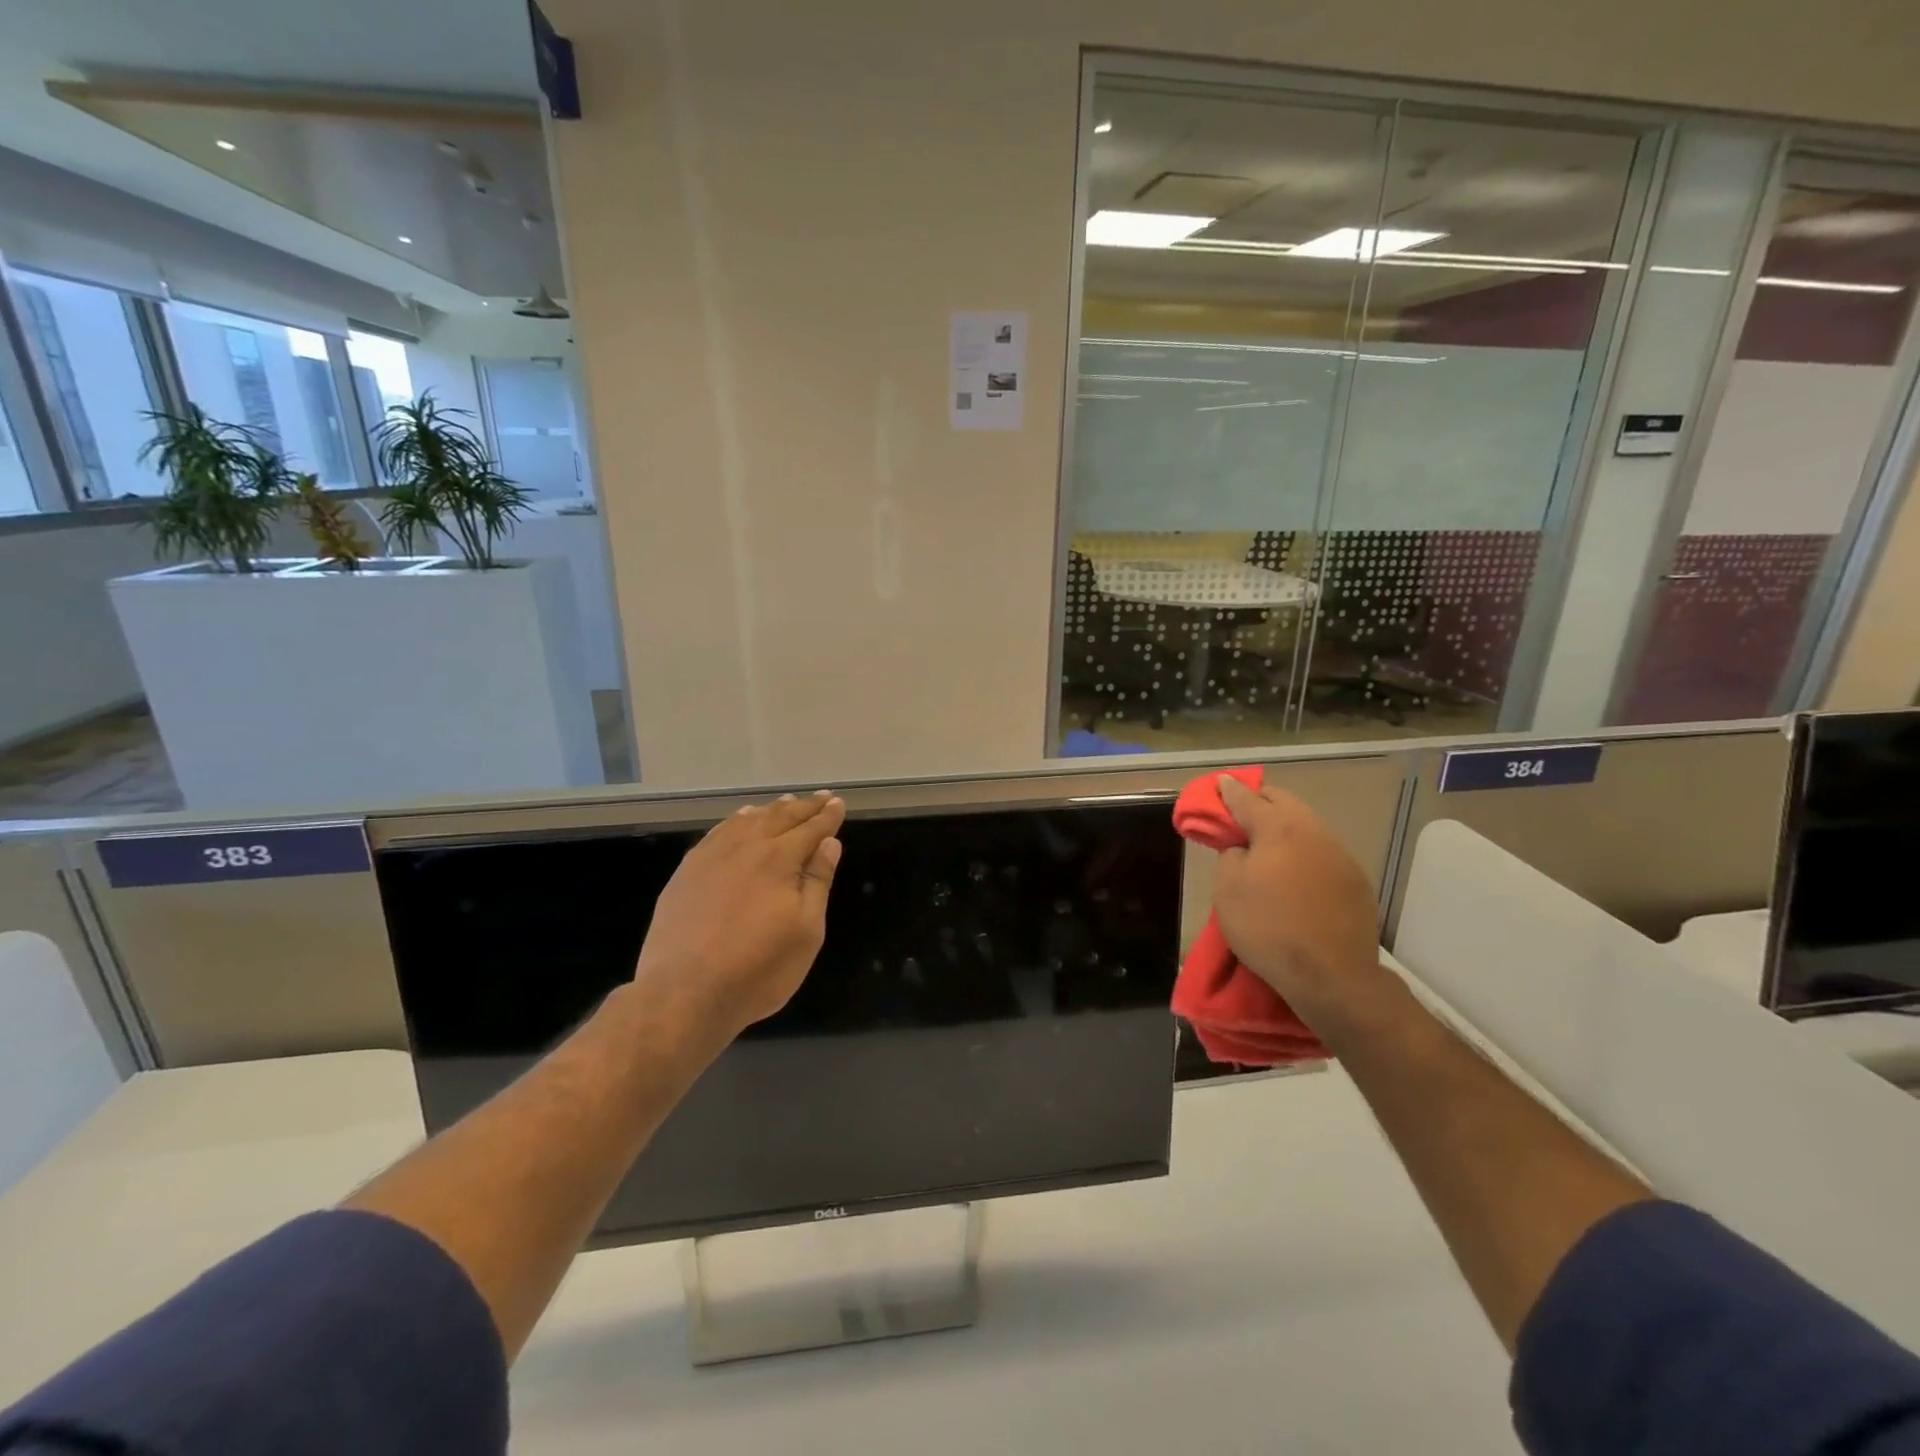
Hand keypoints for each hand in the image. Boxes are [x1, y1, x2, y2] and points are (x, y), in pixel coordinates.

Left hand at [632, 790, 845, 1041]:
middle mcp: (745, 847)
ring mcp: (711, 857)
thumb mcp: (806, 932)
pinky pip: (718, 832)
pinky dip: (736, 821)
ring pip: (747, 821)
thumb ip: (818, 882)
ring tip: (786, 802)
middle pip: (780, 817)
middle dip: (804, 807)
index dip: (827, 816)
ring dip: (771, 810)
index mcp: (779, 859)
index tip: (838, 803)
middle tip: (821, 797)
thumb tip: (829, 843)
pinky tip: (741, 820)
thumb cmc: (758, 969)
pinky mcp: (686, 872)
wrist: (683, 993)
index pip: (810, 829)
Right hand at [1212, 775, 1383, 1033]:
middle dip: (1259, 801)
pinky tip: (1295, 874)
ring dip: (1285, 826)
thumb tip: (1242, 846)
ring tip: (1267, 846)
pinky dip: (1304, 851)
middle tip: (1240, 815)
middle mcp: (1313, 831)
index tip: (1219, 785)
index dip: (1228, 791)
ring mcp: (1340, 854)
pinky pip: (1323, 851)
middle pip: (1283, 801)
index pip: (1246, 798)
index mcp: (1278, 828)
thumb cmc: (1268, 928)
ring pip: (1307, 824)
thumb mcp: (1227, 890)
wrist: (1332, 977)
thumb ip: (1230, 854)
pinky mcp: (1356, 880)